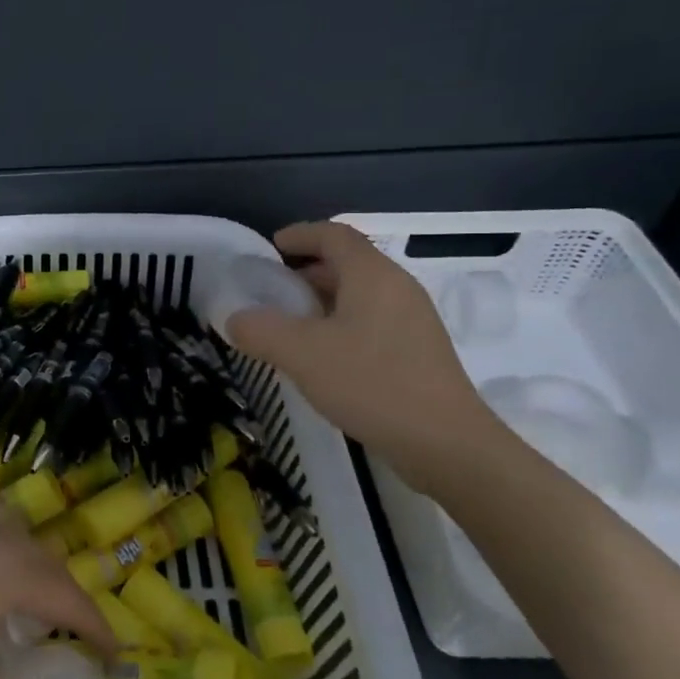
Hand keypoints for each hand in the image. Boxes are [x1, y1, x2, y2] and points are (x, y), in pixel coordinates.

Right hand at [226, 220, 502, 492]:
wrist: (444, 443)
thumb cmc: (371, 383)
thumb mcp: (301, 354)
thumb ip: (259, 330)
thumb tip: (235, 319)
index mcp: (373, 275)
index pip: (334, 235)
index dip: (299, 235)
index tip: (268, 249)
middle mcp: (397, 288)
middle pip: (348, 263)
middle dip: (306, 270)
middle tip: (270, 292)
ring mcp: (412, 321)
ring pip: (359, 295)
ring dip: (321, 300)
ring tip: (289, 326)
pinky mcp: (417, 352)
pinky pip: (371, 322)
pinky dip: (339, 325)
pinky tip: (321, 357)